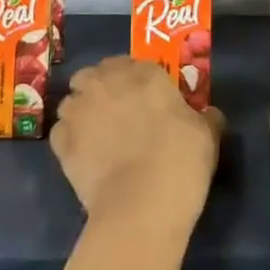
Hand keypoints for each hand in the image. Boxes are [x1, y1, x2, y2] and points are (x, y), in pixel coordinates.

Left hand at [51, 56, 224, 229]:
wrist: (141, 206)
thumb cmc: (180, 162)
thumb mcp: (208, 135)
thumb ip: (206, 117)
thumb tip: (208, 114)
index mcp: (144, 73)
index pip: (134, 63)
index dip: (136, 80)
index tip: (145, 98)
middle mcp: (106, 82)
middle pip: (95, 74)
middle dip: (102, 87)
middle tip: (117, 111)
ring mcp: (79, 110)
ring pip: (73, 100)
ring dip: (82, 110)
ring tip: (96, 134)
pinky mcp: (61, 141)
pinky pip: (61, 132)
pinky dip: (69, 139)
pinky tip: (83, 156)